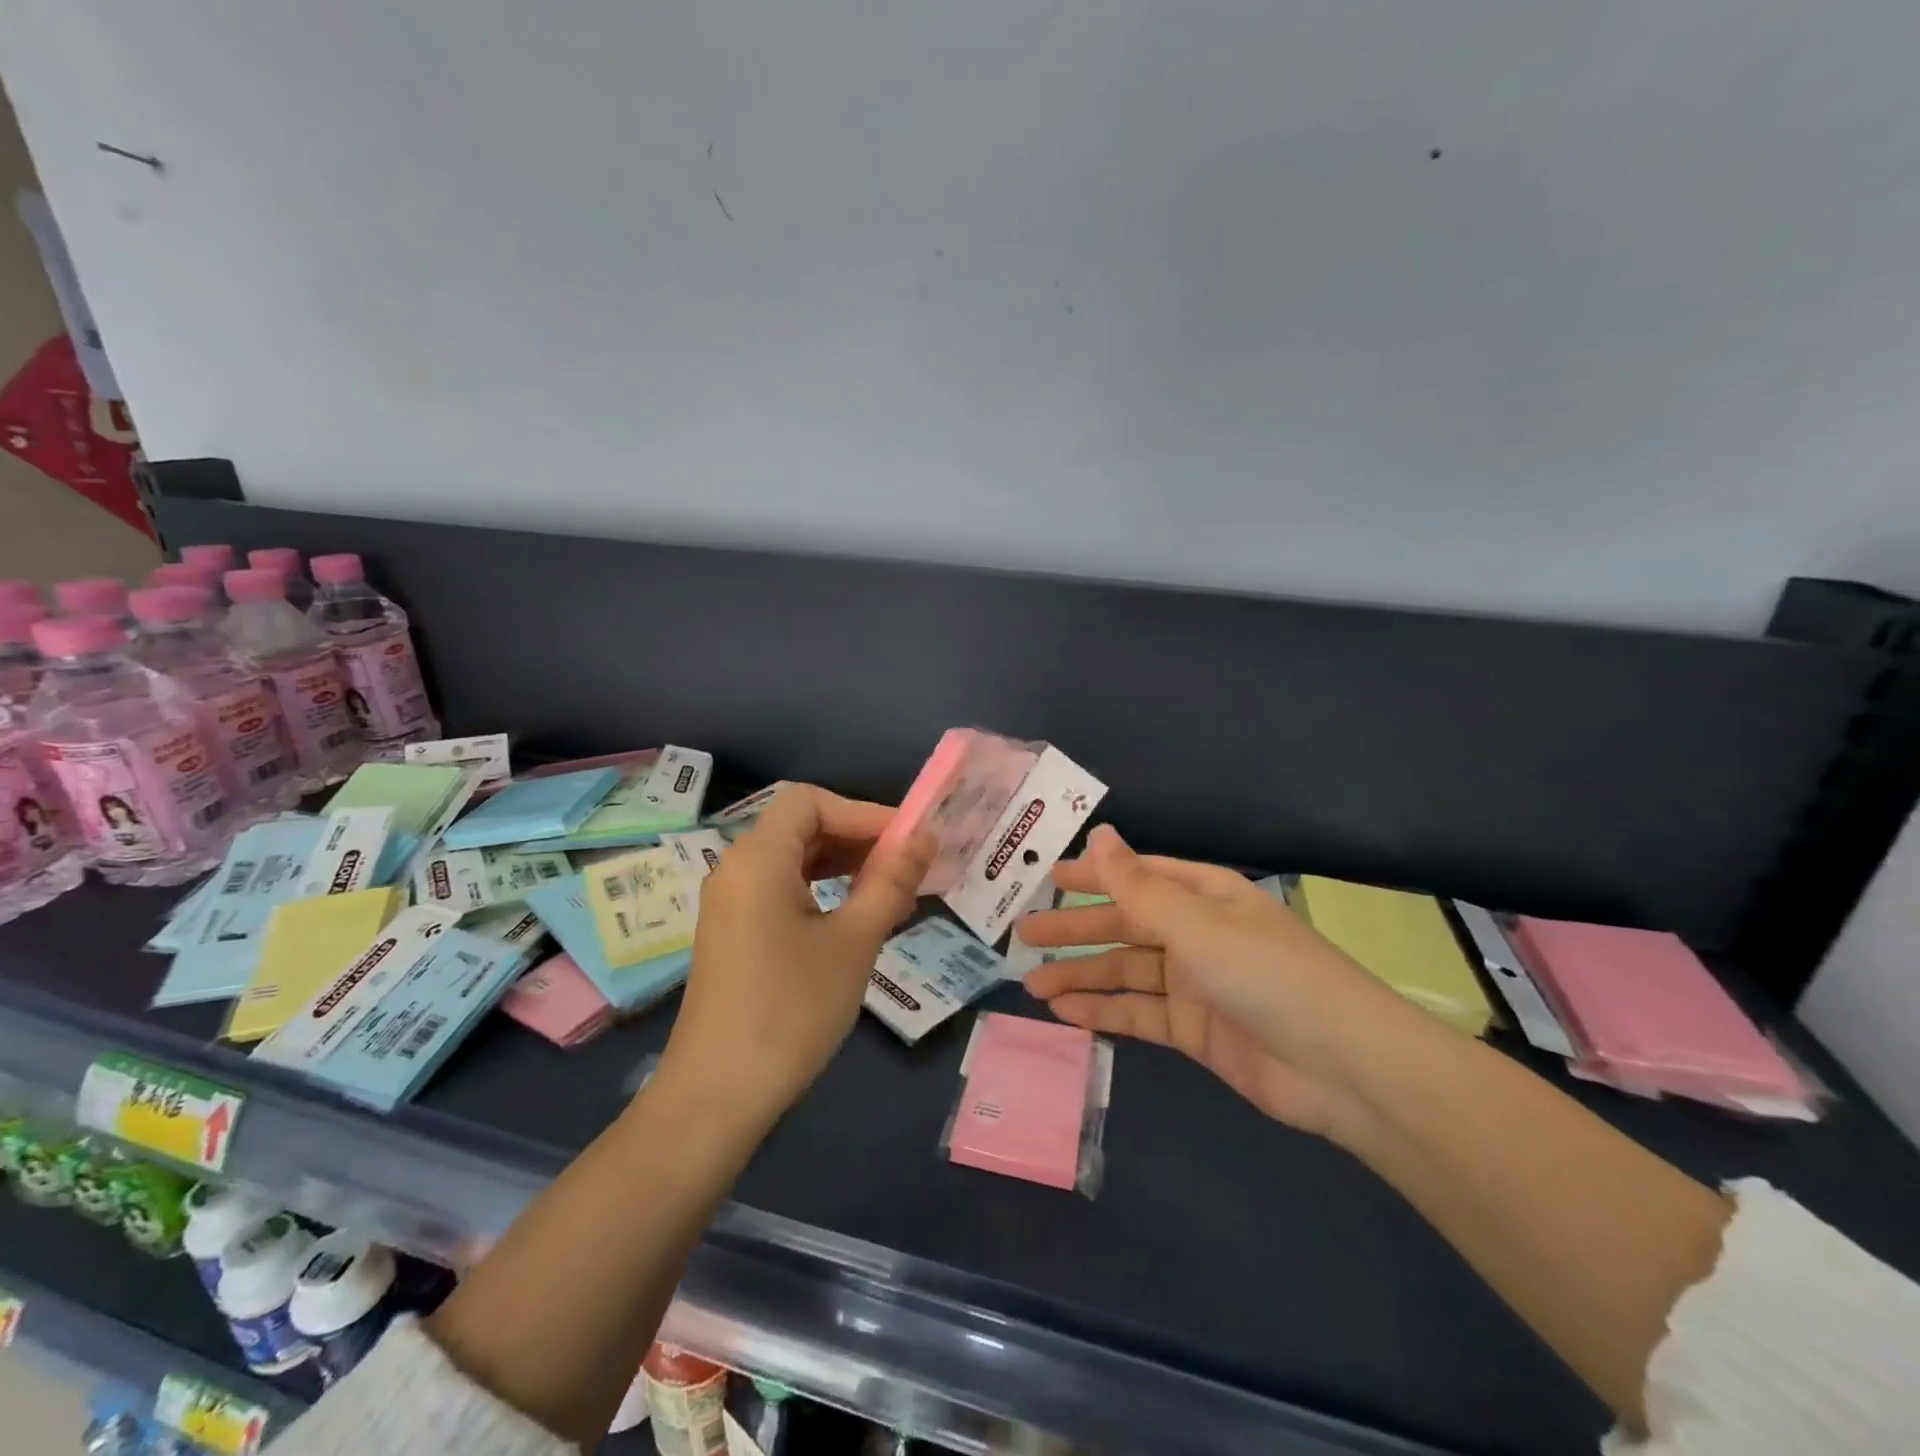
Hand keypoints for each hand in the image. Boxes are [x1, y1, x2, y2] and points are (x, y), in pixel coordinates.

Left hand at [657, 785, 931, 1129]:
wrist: (718, 1096)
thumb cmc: (792, 1009)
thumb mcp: (854, 941)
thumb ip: (891, 882)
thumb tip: (926, 838)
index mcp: (758, 858)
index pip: (811, 801)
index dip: (862, 812)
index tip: (907, 841)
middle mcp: (736, 869)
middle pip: (801, 827)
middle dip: (857, 838)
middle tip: (908, 866)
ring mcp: (730, 903)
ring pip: (793, 860)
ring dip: (842, 865)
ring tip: (891, 891)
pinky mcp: (733, 933)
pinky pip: (781, 890)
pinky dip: (820, 890)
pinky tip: (854, 917)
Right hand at [1017, 827, 1407, 1137]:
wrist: (1342, 1068)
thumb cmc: (1266, 975)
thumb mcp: (1195, 924)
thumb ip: (1137, 886)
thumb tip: (1099, 832)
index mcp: (1203, 895)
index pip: (1137, 877)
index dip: (1092, 876)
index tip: (1046, 879)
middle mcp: (1196, 933)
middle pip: (1124, 926)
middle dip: (1075, 930)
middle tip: (1023, 936)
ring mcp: (1195, 984)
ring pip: (1125, 972)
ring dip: (1080, 976)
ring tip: (1032, 983)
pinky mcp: (1194, 1030)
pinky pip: (1138, 1014)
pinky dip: (1103, 1012)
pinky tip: (1066, 1014)